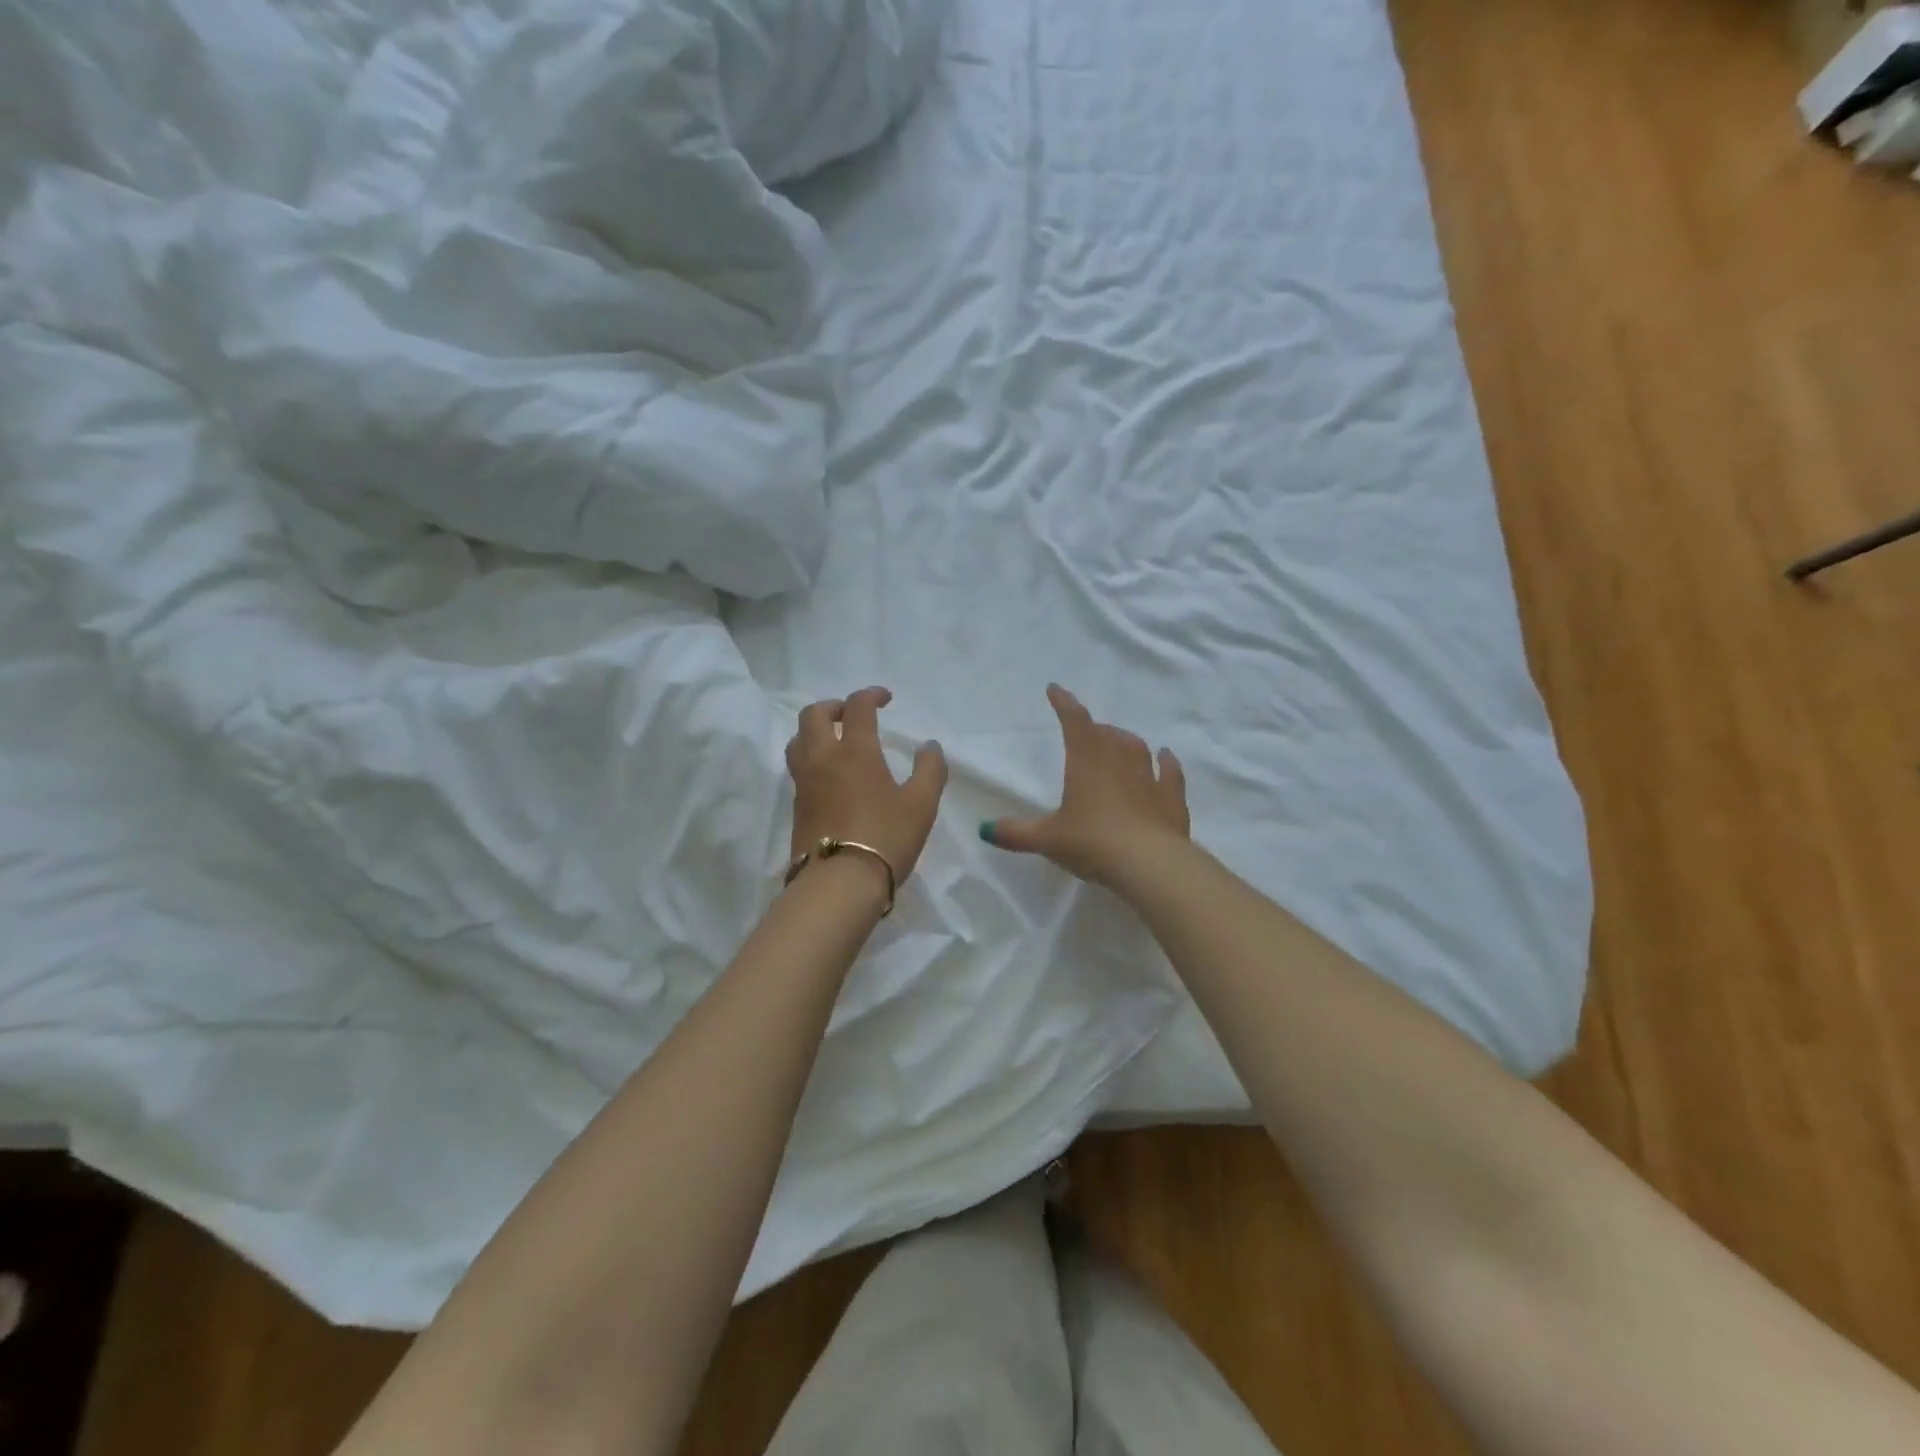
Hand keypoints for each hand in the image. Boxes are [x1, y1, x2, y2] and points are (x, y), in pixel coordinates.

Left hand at [786, 687, 947, 889]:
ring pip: (798, 740)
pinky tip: (830, 776)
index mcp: (855, 751)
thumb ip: (930, 770)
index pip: (857, 707)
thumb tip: (929, 747)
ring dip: (815, 731)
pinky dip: (811, 758)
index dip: (871, 695)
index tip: (885, 700)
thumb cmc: (886, 838)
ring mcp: (804, 783)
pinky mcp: (797, 807)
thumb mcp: (922, 804)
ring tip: (836, 742)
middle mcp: (823, 759)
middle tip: (852, 715)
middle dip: (833, 706)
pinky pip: (798, 768)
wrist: (839, 884)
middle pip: (813, 715)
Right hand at [979, 684, 1188, 888]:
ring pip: (1136, 747)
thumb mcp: (1048, 840)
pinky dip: (1167, 762)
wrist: (1150, 864)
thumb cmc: (1093, 842)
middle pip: (1105, 733)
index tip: (1055, 690)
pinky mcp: (1172, 798)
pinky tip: (1166, 757)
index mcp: (1086, 761)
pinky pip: (1170, 772)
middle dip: (1093, 729)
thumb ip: (1016, 833)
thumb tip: (985, 830)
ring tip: (1118, 742)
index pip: (1073, 721)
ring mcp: (1149, 777)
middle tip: (1085, 733)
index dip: (1063, 703)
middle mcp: (1119, 760)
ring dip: (1125, 741)